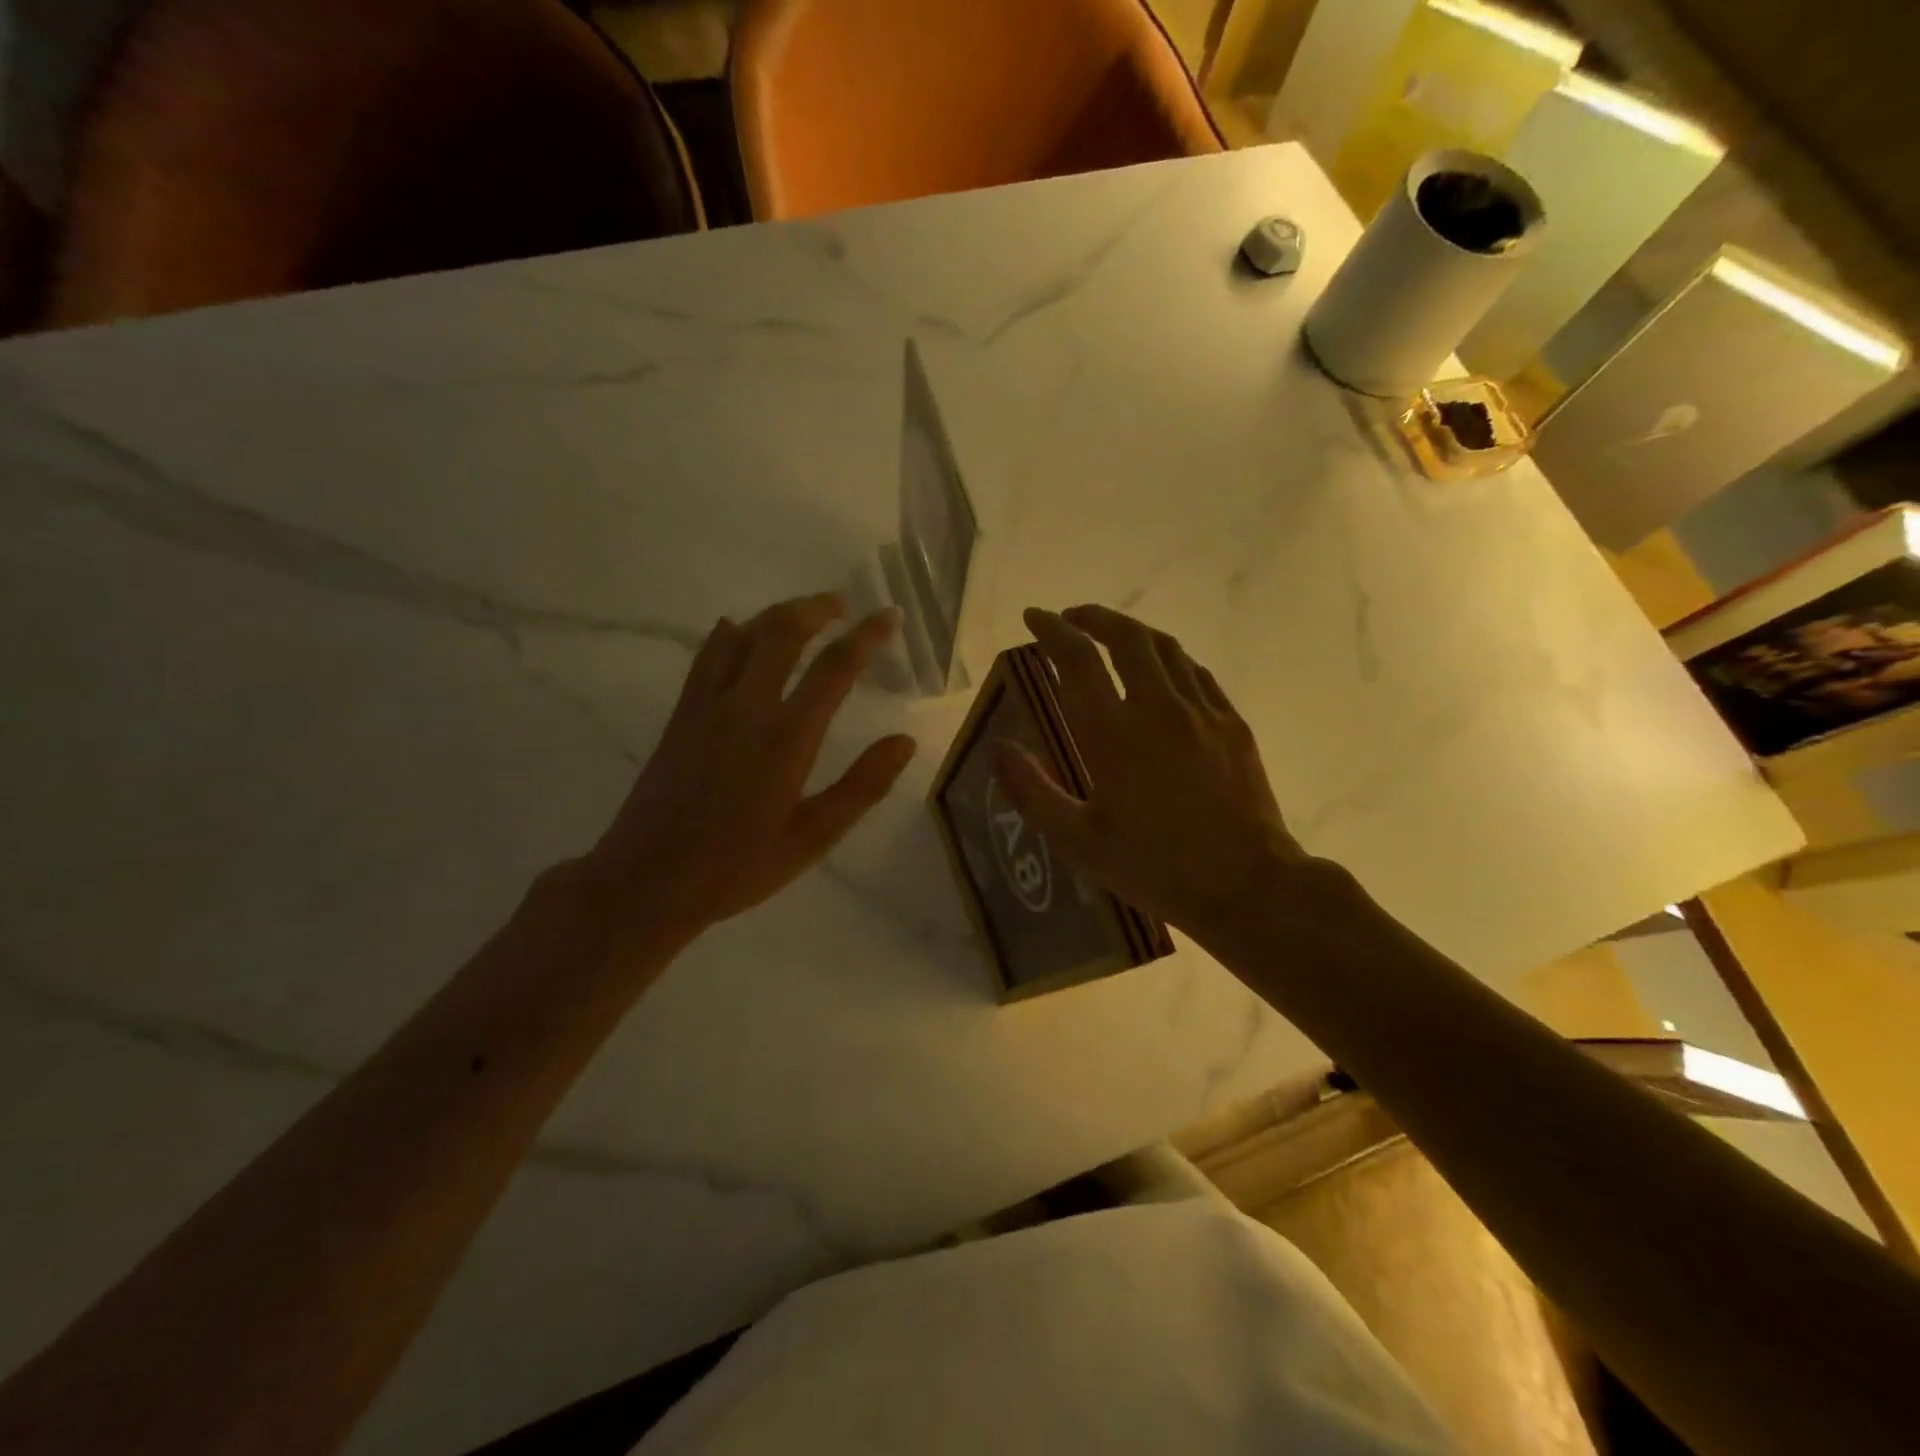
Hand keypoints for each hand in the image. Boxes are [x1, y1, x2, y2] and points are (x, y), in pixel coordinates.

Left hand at [579, 593, 917, 952]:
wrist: (648, 880)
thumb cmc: (738, 866)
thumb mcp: (813, 837)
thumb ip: (862, 786)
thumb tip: (904, 742)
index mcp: (787, 737)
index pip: (834, 669)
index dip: (866, 636)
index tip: (888, 615)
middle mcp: (747, 708)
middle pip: (782, 633)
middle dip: (816, 609)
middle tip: (842, 604)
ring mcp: (707, 707)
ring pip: (742, 636)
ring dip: (776, 614)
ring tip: (802, 612)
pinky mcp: (681, 716)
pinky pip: (707, 657)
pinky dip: (728, 634)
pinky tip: (735, 629)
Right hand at [998, 605, 1315, 942]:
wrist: (1246, 885)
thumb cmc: (1154, 868)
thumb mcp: (1078, 842)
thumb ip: (1033, 792)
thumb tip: (999, 749)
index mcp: (1114, 735)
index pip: (1077, 660)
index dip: (1051, 630)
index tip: (1033, 617)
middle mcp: (1158, 709)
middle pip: (1126, 637)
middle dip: (1093, 617)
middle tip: (1071, 618)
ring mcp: (1202, 712)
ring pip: (1166, 648)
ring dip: (1132, 631)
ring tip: (1111, 636)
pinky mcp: (1232, 725)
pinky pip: (1197, 673)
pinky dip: (1169, 659)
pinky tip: (1163, 671)